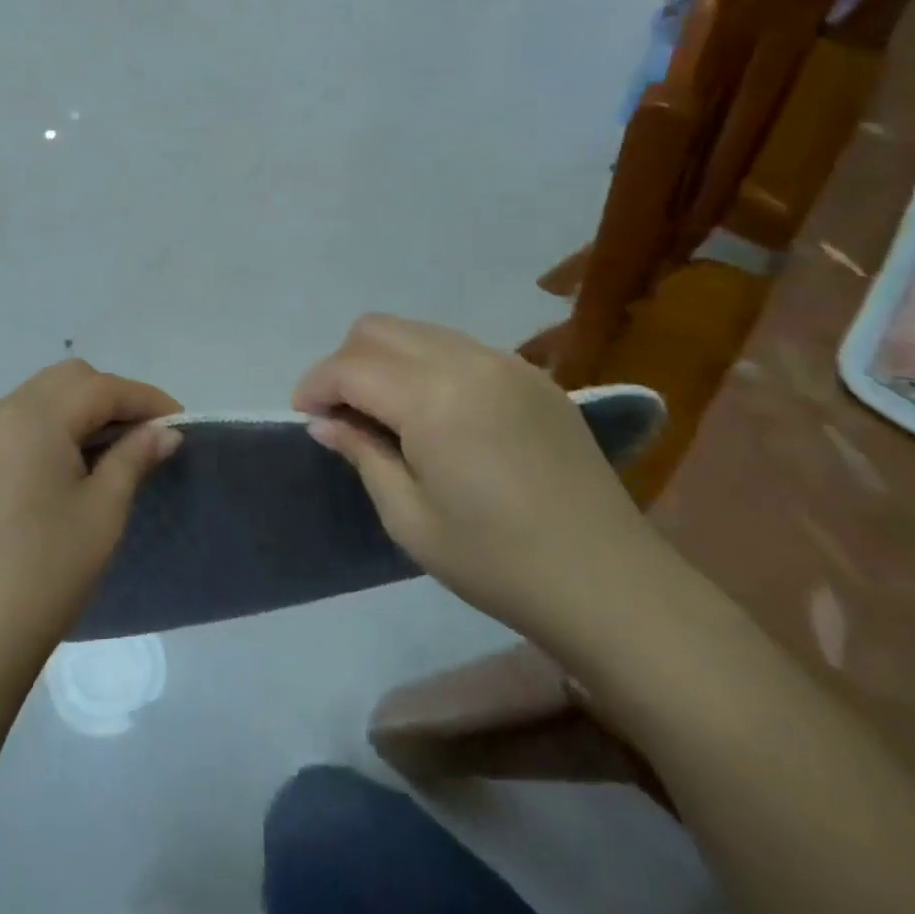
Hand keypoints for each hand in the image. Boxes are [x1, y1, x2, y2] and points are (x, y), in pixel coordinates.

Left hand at [0, 360, 181, 680]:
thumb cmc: (46, 572)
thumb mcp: (103, 511)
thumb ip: (135, 457)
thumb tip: (165, 430)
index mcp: (31, 416)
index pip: (100, 388)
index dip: (145, 399)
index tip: (179, 420)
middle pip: (67, 381)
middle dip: (111, 398)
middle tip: (144, 435)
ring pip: (38, 396)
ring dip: (78, 410)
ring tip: (110, 450)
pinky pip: (14, 421)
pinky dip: (47, 427)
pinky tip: (66, 464)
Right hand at [293, 315, 661, 639]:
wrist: (610, 584)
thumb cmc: (498, 561)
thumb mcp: (409, 518)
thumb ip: (362, 453)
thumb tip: (324, 422)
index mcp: (433, 398)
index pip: (350, 366)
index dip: (315, 386)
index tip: (304, 417)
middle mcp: (468, 361)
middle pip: (379, 329)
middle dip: (345, 363)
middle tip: (342, 414)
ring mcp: (506, 363)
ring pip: (418, 330)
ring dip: (385, 360)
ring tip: (383, 412)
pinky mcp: (533, 376)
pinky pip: (458, 347)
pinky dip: (426, 364)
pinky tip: (435, 413)